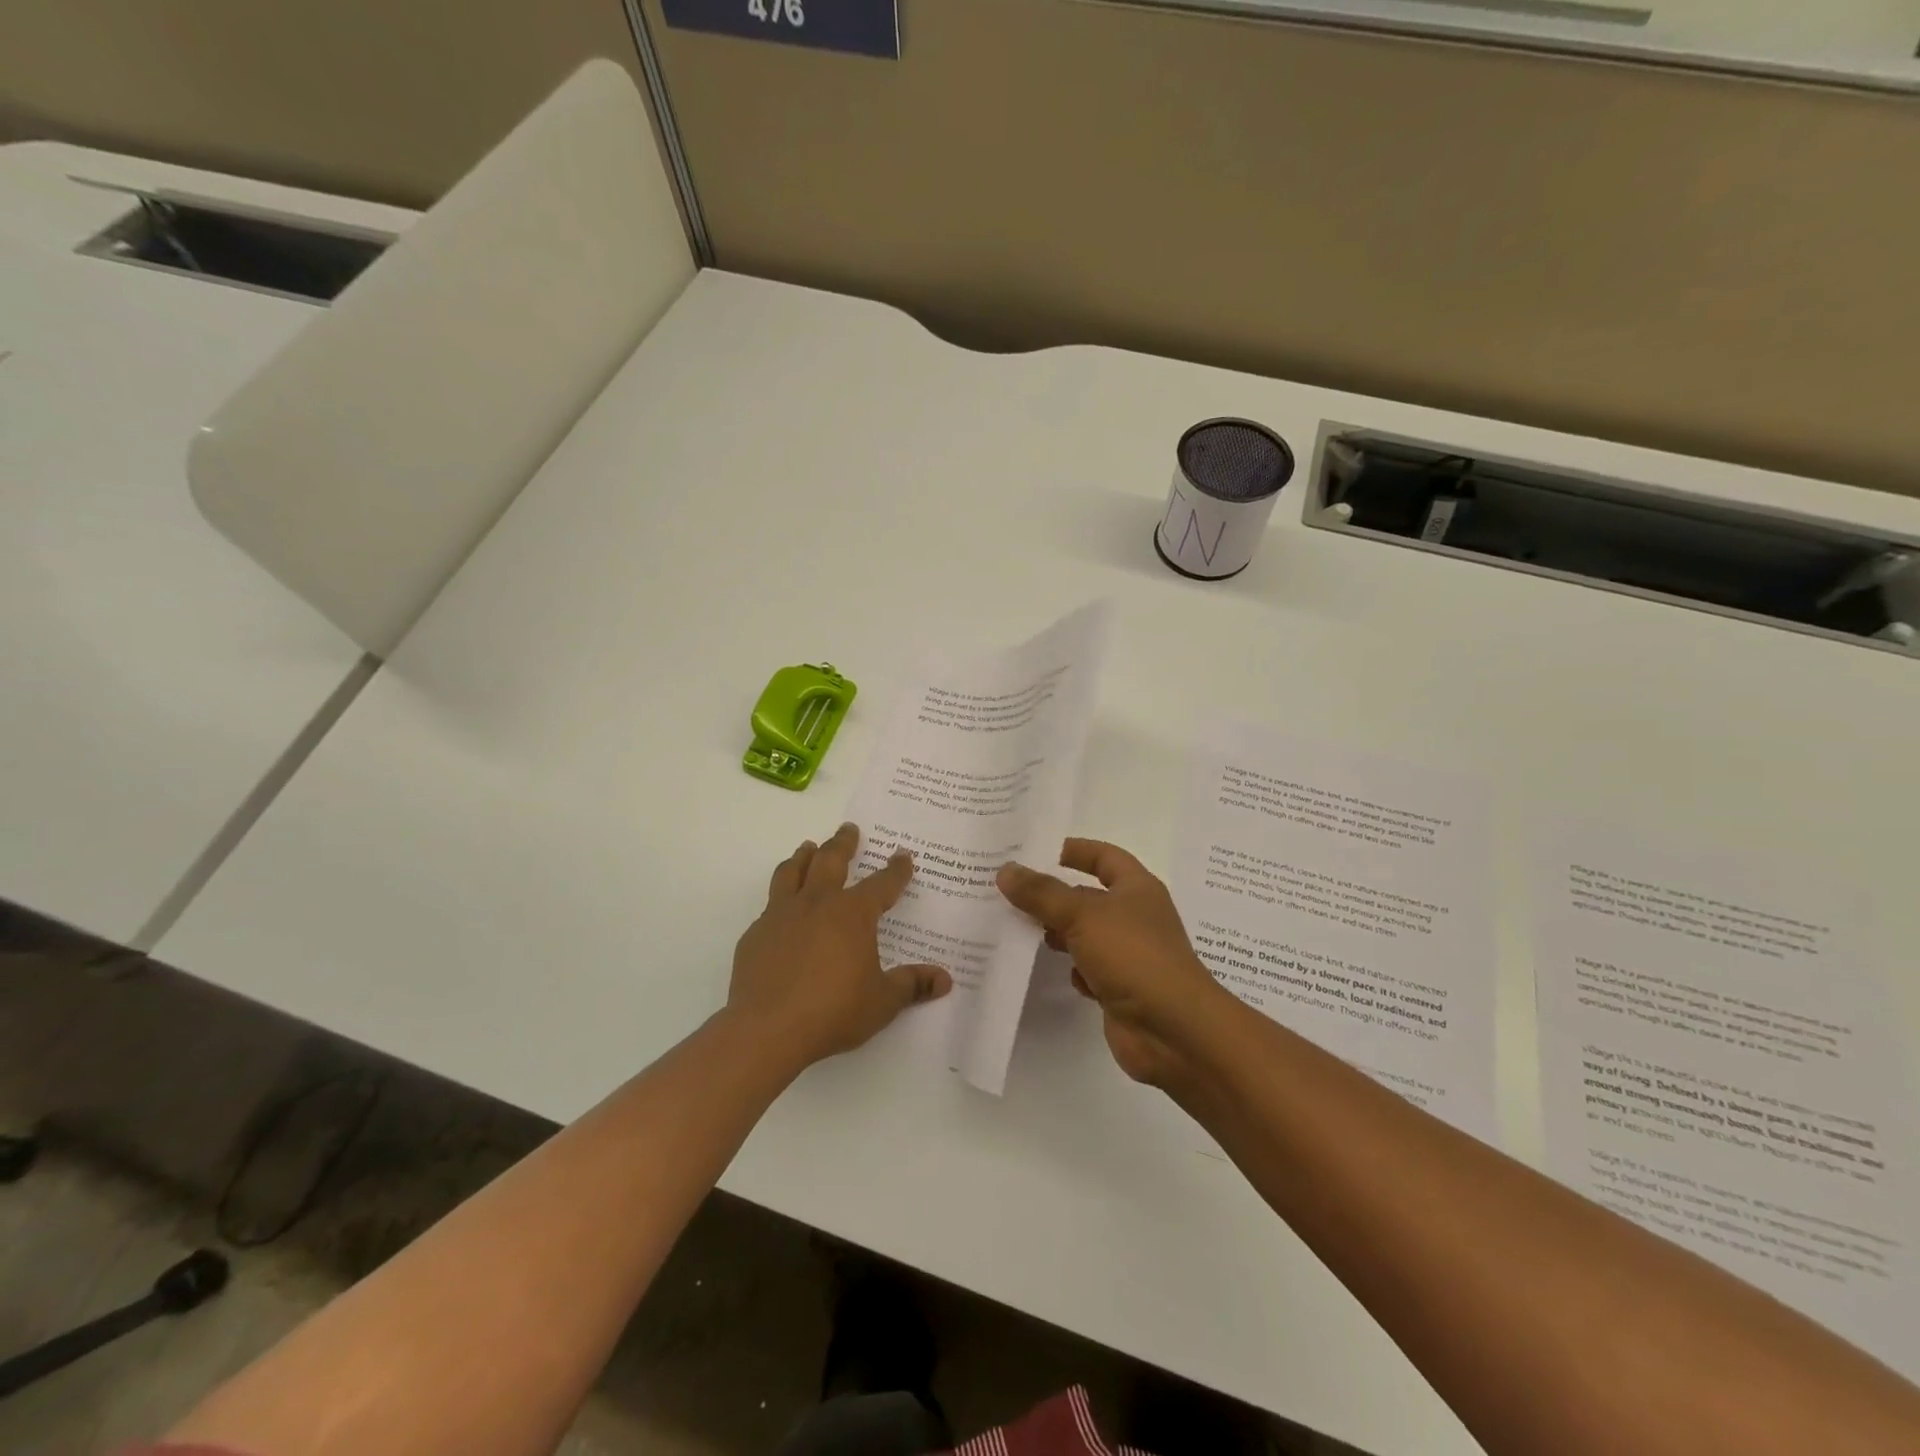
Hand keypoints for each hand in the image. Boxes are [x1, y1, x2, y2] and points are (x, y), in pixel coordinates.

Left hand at [729, 823, 952, 1071]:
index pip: (882, 883)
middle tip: (849, 829)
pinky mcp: (756, 934)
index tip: (903, 855)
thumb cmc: (833, 1011)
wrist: (767, 1029)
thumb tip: (944, 979)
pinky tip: (782, 910)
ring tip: (808, 847)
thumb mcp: (882, 1002)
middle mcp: (817, 903)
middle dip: (843, 843)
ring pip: (792, 871)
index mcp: (853, 914)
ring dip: (804, 856)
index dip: (896, 869)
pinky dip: (780, 898)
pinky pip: (770, 905)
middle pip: (831, 860)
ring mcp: (782, 915)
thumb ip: (912, 985)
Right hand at [997, 840, 1224, 1086]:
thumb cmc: (1133, 956)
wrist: (1173, 1030)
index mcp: (1136, 888)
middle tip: (1009, 893)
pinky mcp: (1119, 988)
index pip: (1104, 856)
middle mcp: (1134, 916)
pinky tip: (1052, 971)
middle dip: (1054, 895)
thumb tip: (1006, 870)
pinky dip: (1071, 969)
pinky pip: (1088, 969)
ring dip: (1057, 933)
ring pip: (1085, 934)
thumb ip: (1042, 893)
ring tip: (1019, 929)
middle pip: (1088, 897)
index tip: (1035, 851)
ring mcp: (1128, 954)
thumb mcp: (1083, 915)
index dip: (1074, 850)